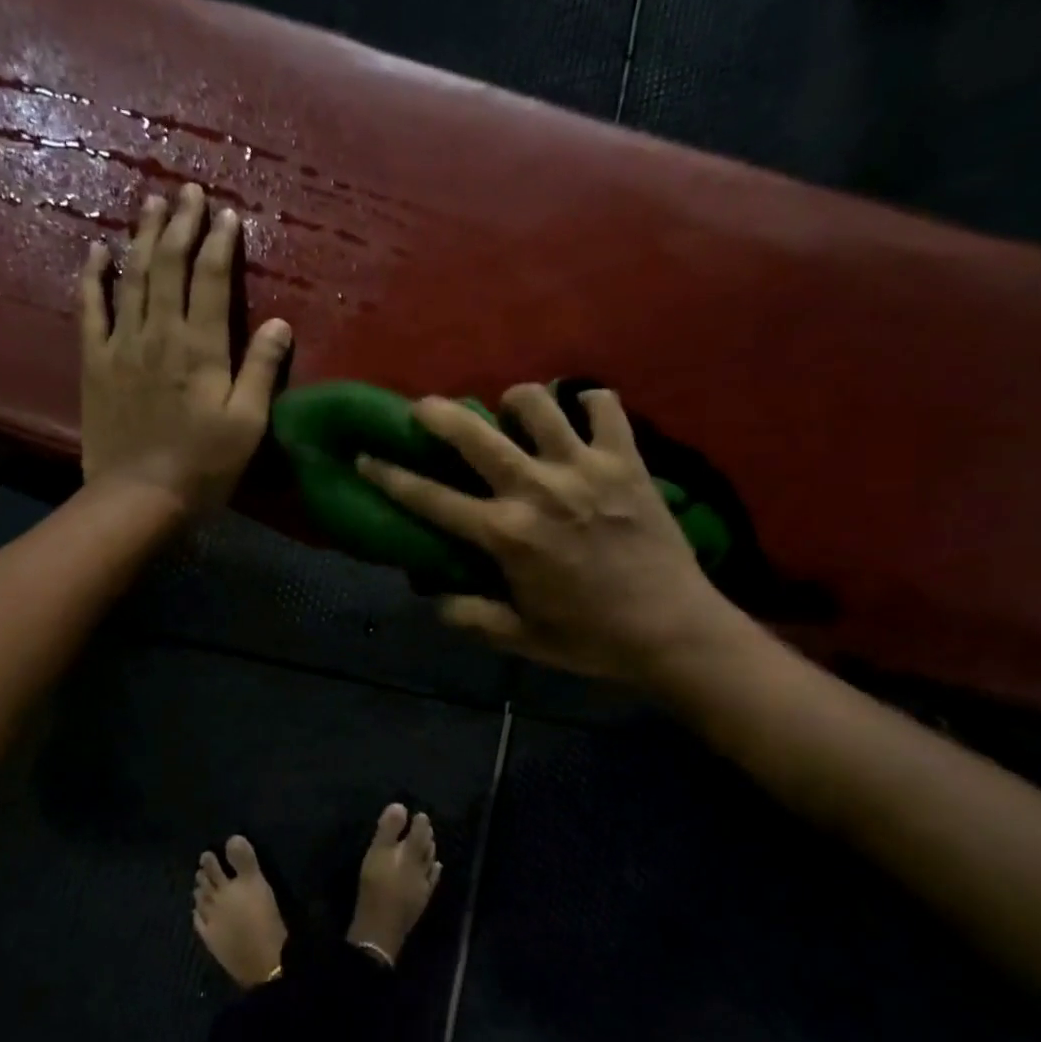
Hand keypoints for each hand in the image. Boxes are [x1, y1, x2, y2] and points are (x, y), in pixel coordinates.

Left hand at [79, 184, 291, 512]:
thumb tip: (280, 323)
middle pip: (169, 265)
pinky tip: (96, 250)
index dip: (220, 243)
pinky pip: (90, 308)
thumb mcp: (247, 425)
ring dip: (142, 236)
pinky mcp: (95, 361)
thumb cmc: (203, 466)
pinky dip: (93, 276)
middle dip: (180, 224)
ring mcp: (121, 344)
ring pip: (132, 276)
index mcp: (200, 348)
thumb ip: (260, 370)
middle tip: (188, 192)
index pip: (210, 280)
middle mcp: (159, 333)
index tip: (227, 214)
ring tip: (150, 203)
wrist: (138, 496)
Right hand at [357, 384, 736, 684]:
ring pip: (537, 404)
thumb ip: (471, 616)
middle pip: (474, 434)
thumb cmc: (591, 639)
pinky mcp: (627, 460)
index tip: (366, 457)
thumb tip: (435, 599)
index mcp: (506, 535)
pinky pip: (605, 406)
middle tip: (426, 409)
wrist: (674, 630)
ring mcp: (585, 468)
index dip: (391, 476)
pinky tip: (581, 415)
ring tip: (513, 413)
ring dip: (516, 402)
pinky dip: (590, 403)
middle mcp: (537, 489)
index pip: (431, 499)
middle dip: (439, 414)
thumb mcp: (520, 638)